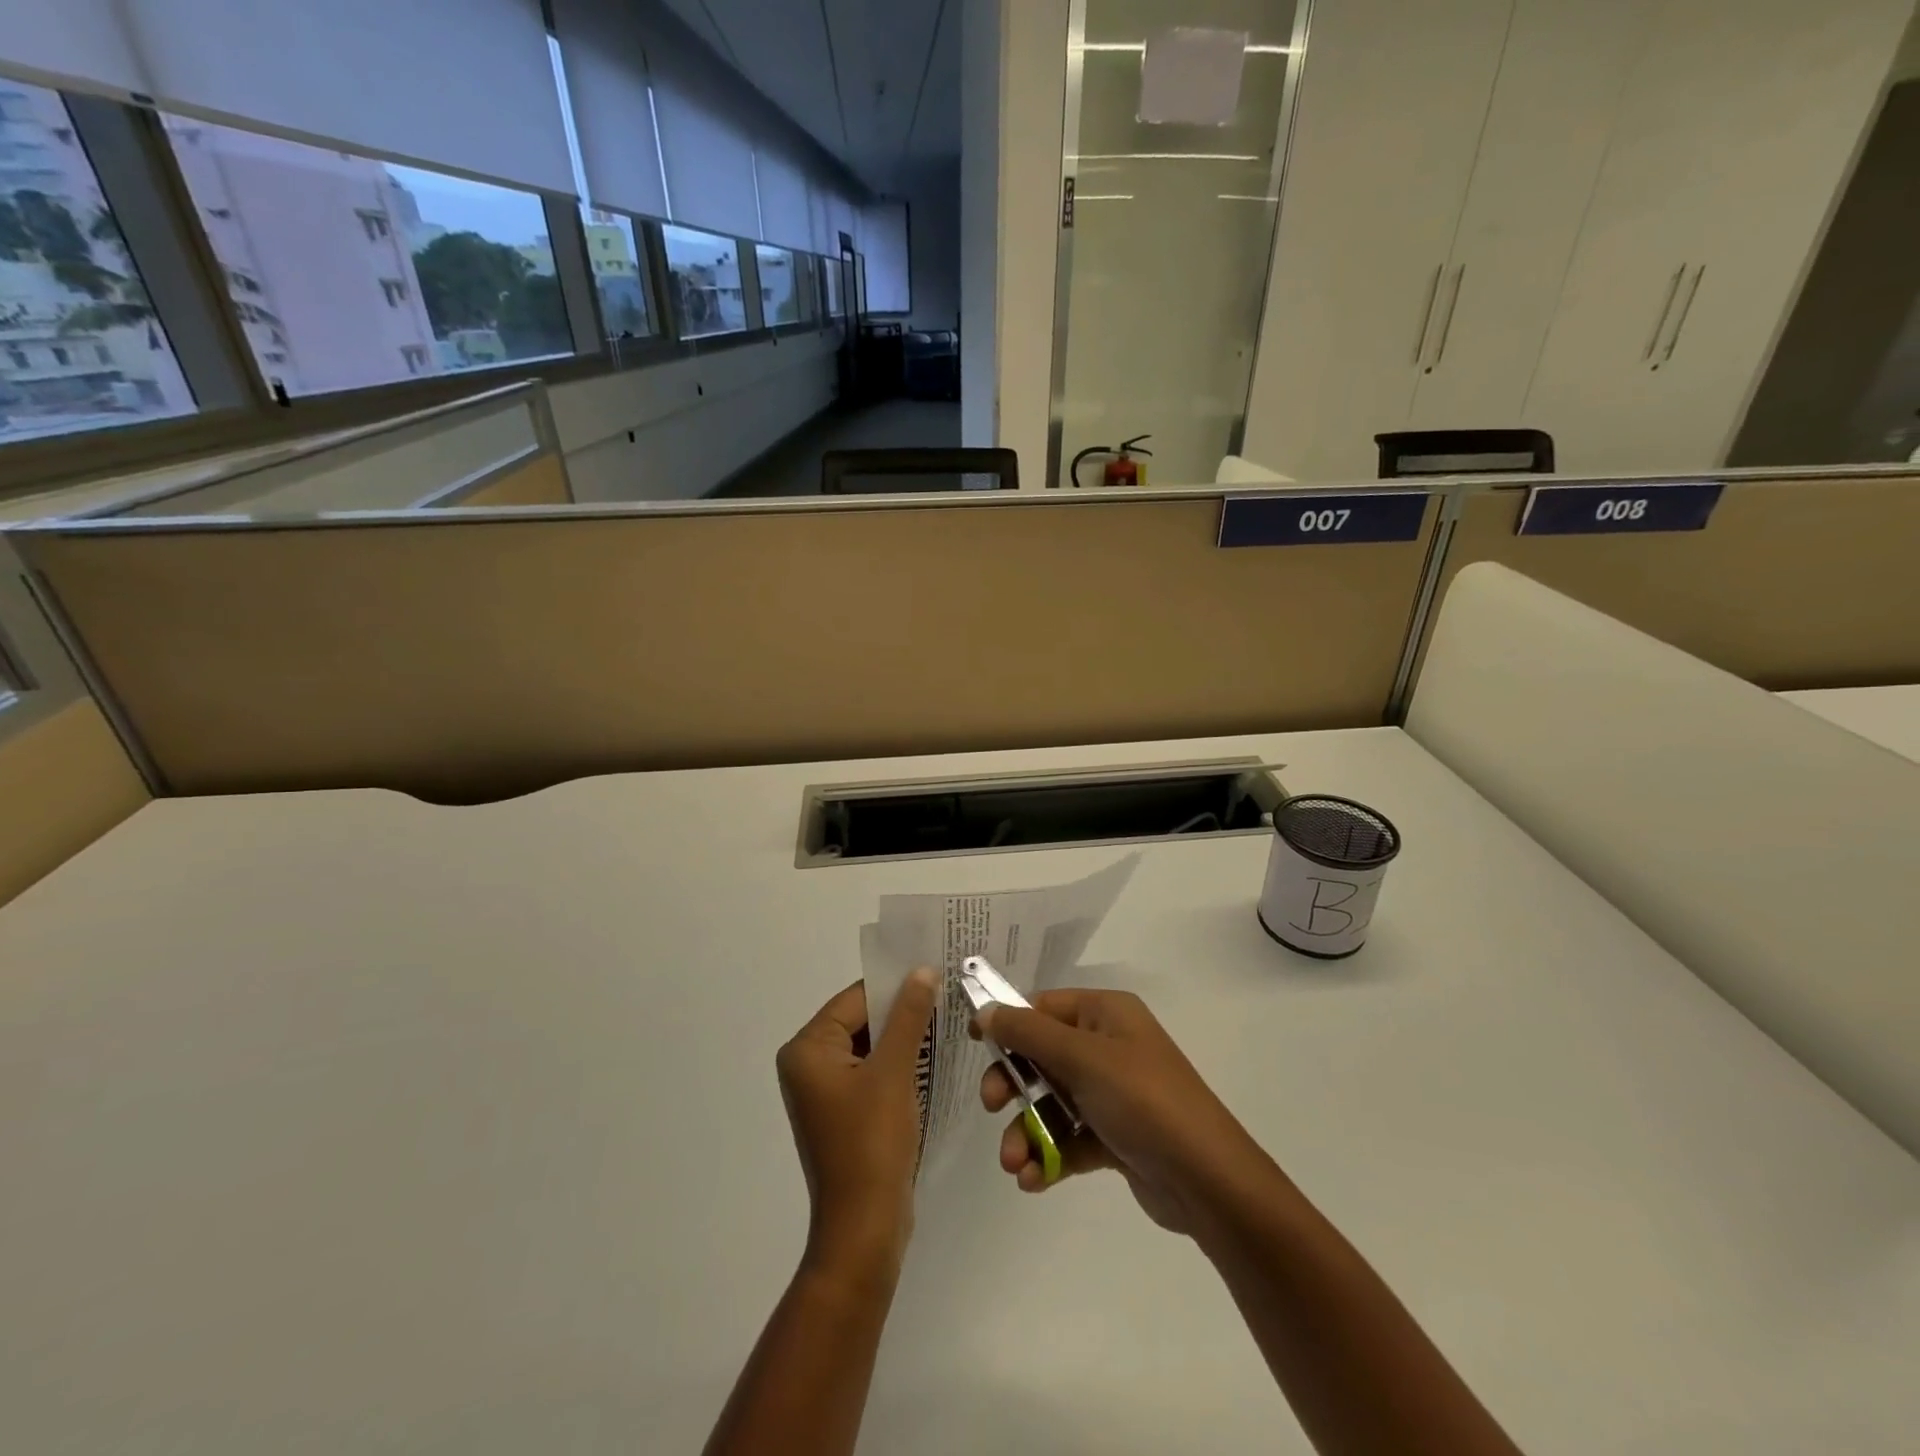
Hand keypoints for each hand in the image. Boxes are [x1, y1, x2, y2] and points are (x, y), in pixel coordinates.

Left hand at [777, 969, 938, 1281]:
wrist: (865, 1229)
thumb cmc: (872, 1143)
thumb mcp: (894, 1071)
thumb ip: (908, 1016)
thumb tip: (923, 971)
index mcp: (807, 1049)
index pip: (855, 998)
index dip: (895, 985)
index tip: (935, 973)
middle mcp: (808, 1064)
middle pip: (861, 1020)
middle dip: (902, 1011)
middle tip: (946, 994)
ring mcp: (825, 1091)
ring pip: (870, 1046)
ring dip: (904, 1037)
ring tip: (946, 1021)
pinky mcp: (844, 1112)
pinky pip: (872, 1072)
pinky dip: (898, 1064)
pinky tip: (932, 1057)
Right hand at [975, 989, 1263, 1235]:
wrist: (1207, 1180)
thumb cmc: (1142, 1100)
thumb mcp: (1082, 1058)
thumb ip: (1029, 1033)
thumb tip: (985, 1010)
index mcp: (1105, 1013)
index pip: (1044, 1007)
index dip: (1008, 1022)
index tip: (974, 1043)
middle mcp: (1108, 1046)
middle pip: (1043, 1055)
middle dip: (1013, 1084)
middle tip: (991, 1106)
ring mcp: (1113, 1092)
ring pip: (1052, 1101)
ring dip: (1027, 1130)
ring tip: (1013, 1163)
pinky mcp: (1116, 1135)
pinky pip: (1070, 1136)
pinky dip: (1049, 1154)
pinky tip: (1032, 1180)